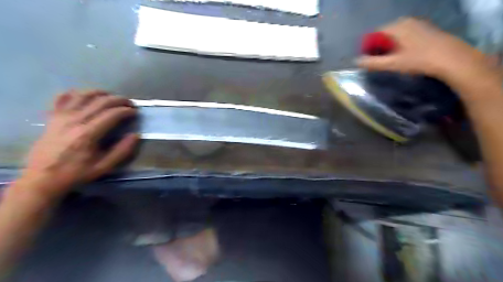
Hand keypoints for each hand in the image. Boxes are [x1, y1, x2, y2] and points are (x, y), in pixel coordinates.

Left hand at [20, 89, 137, 199]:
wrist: (42, 178)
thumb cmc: (76, 173)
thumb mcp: (104, 167)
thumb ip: (122, 151)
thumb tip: (136, 135)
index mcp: (88, 134)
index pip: (112, 114)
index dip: (126, 110)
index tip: (135, 112)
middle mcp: (74, 121)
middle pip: (100, 101)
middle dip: (118, 100)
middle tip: (129, 103)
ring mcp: (61, 117)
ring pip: (82, 95)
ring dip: (100, 93)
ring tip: (111, 97)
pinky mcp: (52, 118)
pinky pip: (62, 98)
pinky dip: (75, 93)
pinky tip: (84, 96)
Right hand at [357, 16, 493, 83]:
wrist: (452, 59)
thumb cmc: (419, 60)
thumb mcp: (392, 64)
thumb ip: (372, 62)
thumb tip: (356, 61)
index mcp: (396, 26)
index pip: (374, 34)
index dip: (368, 46)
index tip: (368, 59)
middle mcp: (406, 21)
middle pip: (384, 33)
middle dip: (378, 47)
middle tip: (378, 61)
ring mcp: (417, 23)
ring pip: (395, 34)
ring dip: (389, 46)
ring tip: (389, 60)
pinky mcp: (425, 29)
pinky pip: (405, 35)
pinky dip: (399, 44)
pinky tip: (403, 55)